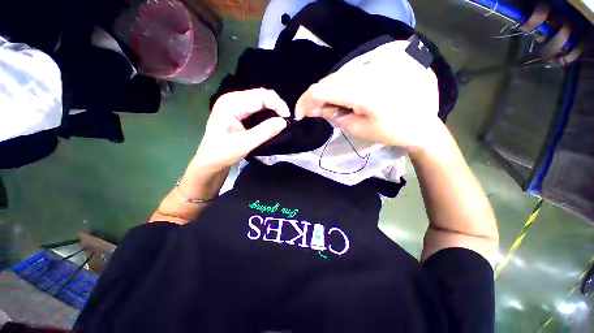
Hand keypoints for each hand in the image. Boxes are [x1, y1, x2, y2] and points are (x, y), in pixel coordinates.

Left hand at [193, 88, 289, 171]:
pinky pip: (256, 106)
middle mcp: (232, 99)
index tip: (287, 118)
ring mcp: (234, 104)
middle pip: (260, 95)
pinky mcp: (238, 111)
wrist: (210, 161)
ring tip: (281, 119)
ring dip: (273, 108)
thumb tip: (284, 122)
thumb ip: (265, 131)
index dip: (277, 104)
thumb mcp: (245, 143)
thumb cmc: (223, 153)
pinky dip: (267, 111)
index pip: (260, 96)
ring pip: (260, 99)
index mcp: (231, 103)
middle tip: (286, 119)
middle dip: (276, 105)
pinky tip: (272, 119)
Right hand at [295, 40, 439, 150]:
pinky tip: (335, 104)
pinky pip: (344, 81)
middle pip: (325, 83)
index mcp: (359, 91)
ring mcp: (367, 72)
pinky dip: (334, 93)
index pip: (321, 89)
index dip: (305, 101)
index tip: (299, 115)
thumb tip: (318, 109)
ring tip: (323, 112)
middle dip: (312, 99)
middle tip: (309, 115)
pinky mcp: (371, 74)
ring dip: (323, 96)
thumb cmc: (392, 130)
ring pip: (333, 81)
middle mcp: (361, 75)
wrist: (422, 123)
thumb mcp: (359, 129)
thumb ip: (336, 116)